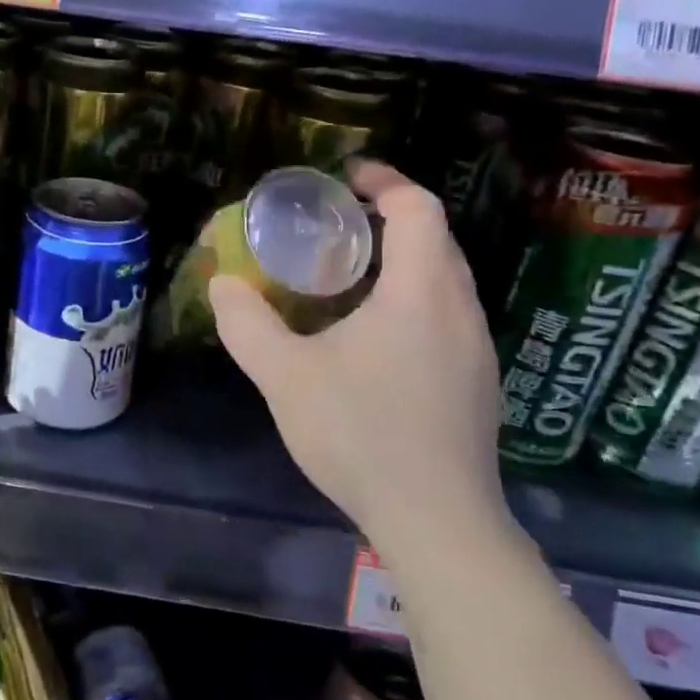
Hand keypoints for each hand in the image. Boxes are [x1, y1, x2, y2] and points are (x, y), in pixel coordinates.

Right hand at [210, 160, 507, 555]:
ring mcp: (477, 349)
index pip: (417, 208)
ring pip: (444, 282)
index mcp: (422, 292)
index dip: (383, 181)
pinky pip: (446, 318)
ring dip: (401, 264)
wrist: (438, 521)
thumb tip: (223, 283)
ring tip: (347, 280)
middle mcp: (460, 310)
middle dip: (389, 220)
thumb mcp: (285, 376)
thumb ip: (247, 324)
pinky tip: (372, 341)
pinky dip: (411, 302)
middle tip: (335, 228)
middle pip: (435, 240)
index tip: (344, 178)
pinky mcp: (476, 384)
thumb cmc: (361, 434)